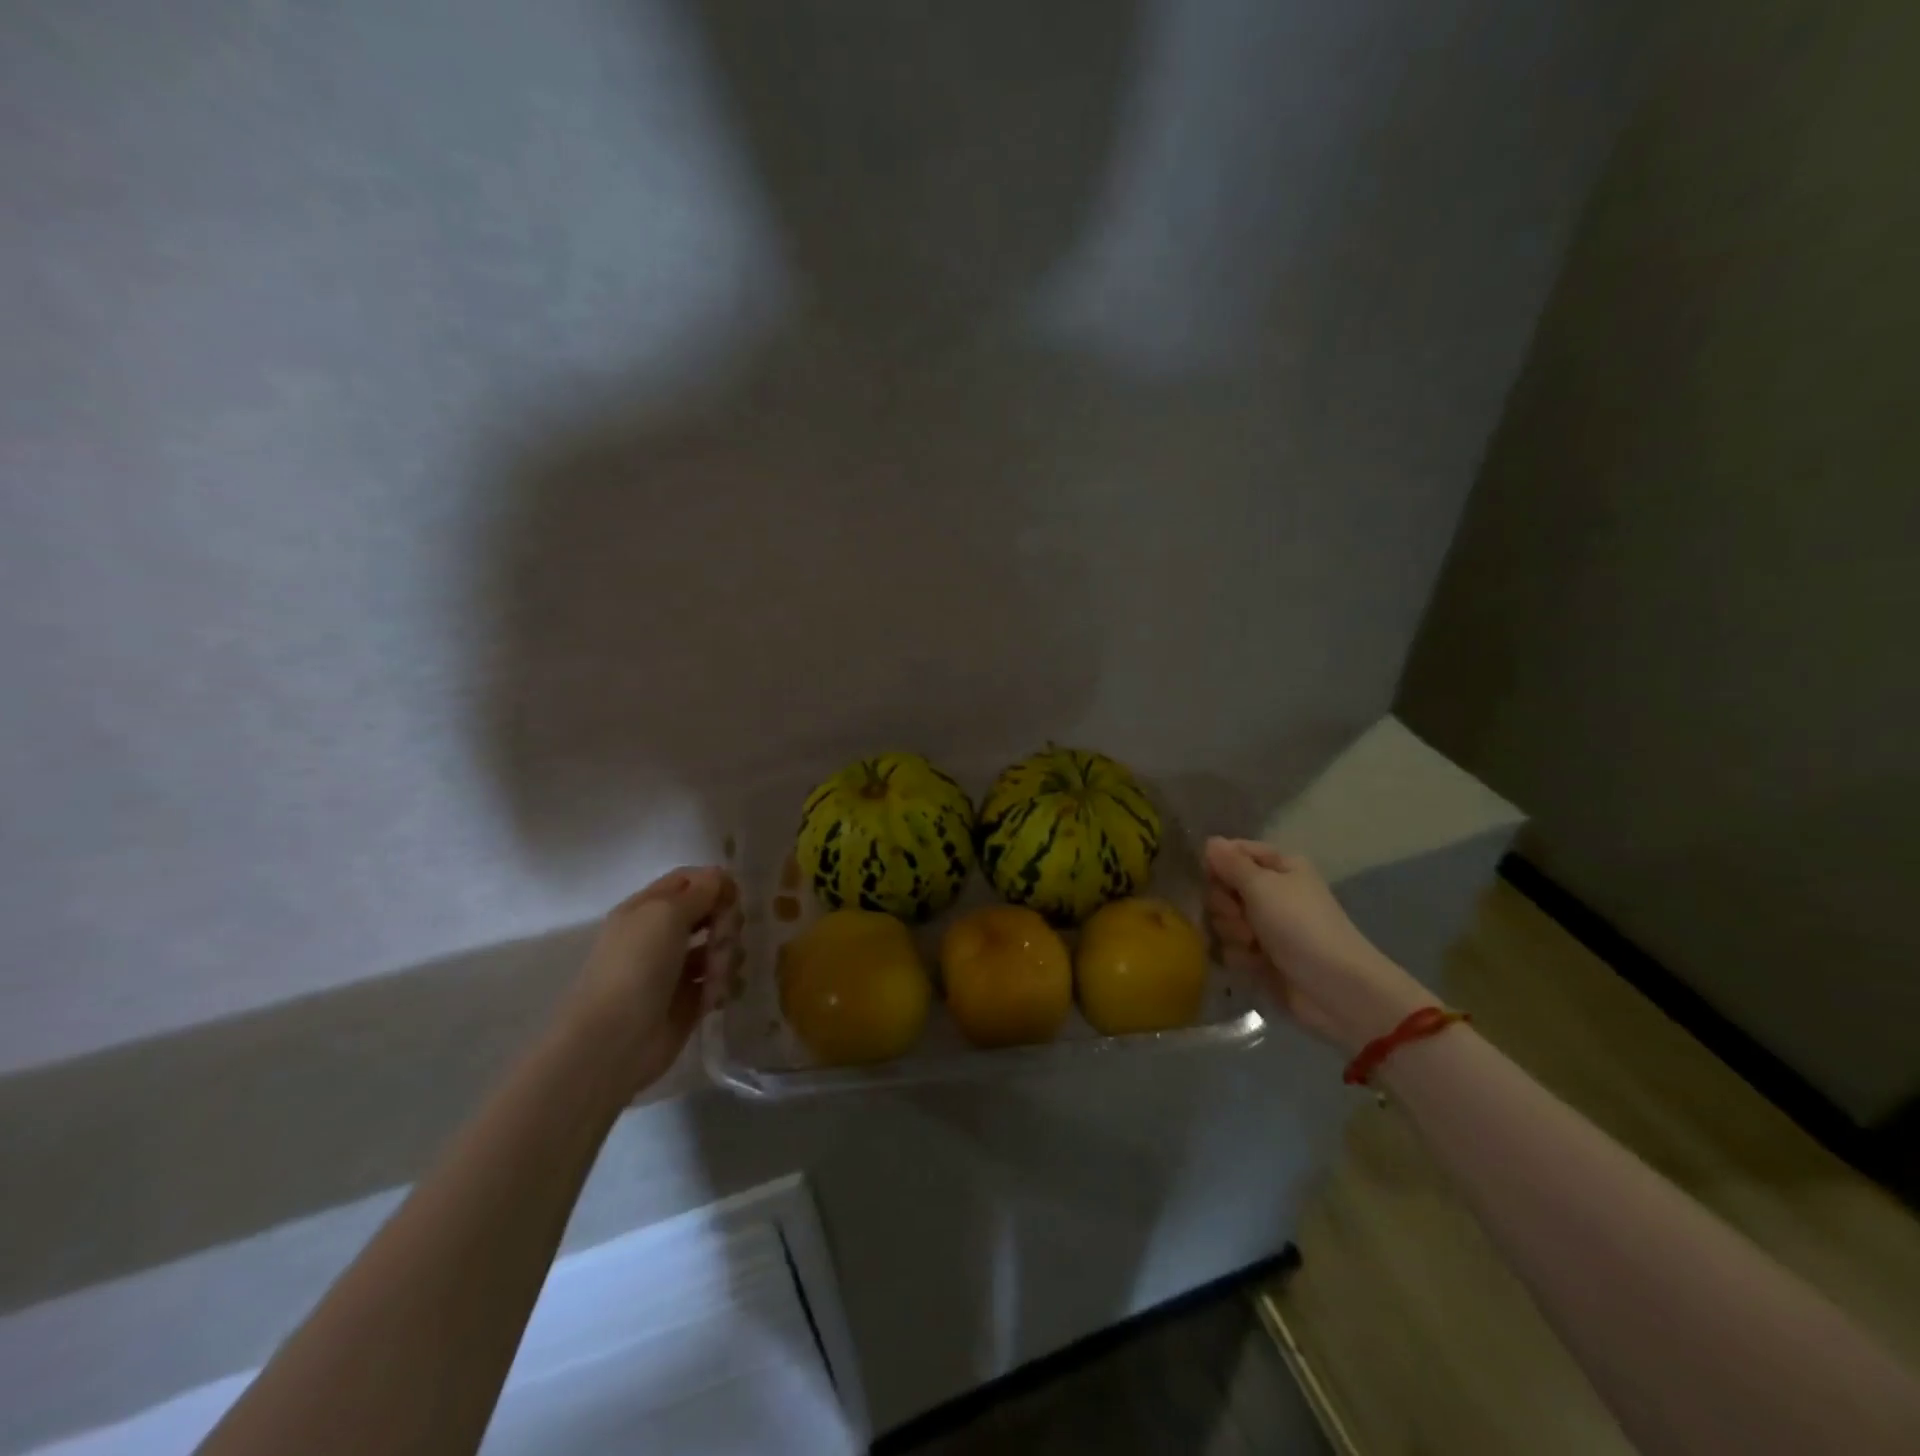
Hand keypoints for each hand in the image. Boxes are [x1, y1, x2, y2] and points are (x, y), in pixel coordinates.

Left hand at [560, 866, 740, 1096]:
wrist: (615, 1039)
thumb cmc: (637, 965)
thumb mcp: (667, 913)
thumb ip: (700, 891)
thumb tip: (721, 878)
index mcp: (648, 908)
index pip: (689, 881)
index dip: (715, 883)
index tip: (734, 897)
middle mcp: (661, 935)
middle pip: (710, 912)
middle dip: (725, 923)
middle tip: (724, 939)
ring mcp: (676, 969)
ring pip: (719, 947)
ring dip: (726, 956)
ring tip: (716, 978)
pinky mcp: (689, 1001)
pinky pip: (719, 981)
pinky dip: (723, 985)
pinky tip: (716, 997)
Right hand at [1203, 838, 1434, 1054]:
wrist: (1334, 988)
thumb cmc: (1300, 925)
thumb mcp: (1262, 886)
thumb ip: (1231, 863)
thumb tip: (1210, 841)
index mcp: (1280, 867)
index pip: (1234, 852)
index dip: (1219, 864)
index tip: (1213, 878)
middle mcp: (1272, 892)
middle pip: (1223, 887)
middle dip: (1225, 904)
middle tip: (1241, 916)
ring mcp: (1266, 926)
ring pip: (1223, 920)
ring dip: (1231, 932)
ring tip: (1252, 944)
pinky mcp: (1261, 957)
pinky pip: (1231, 948)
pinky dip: (1239, 955)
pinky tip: (1255, 963)